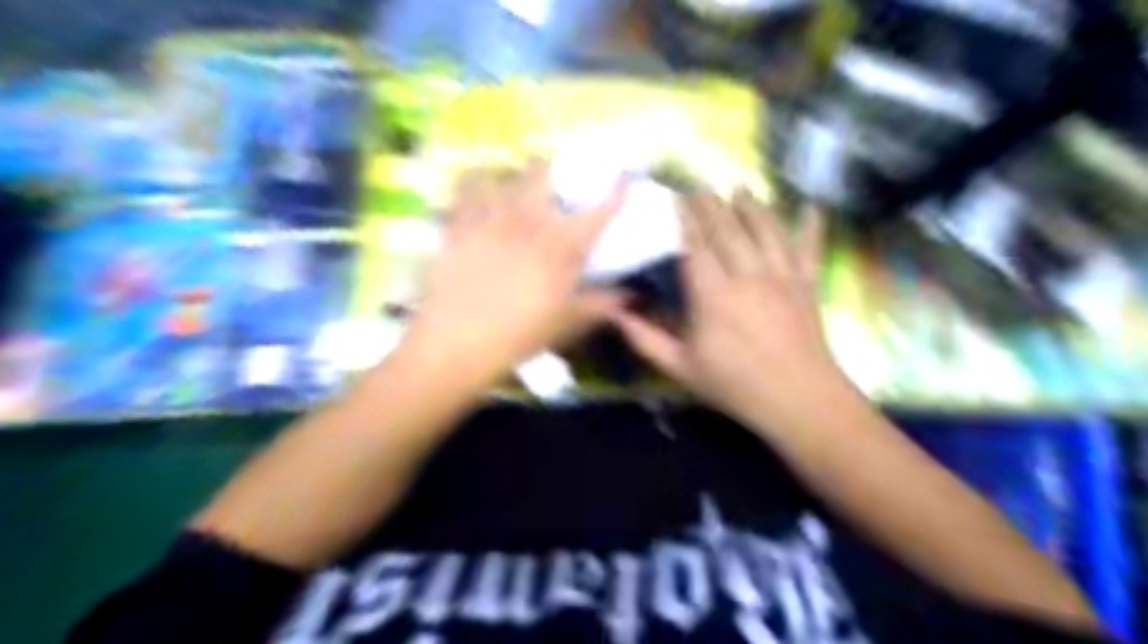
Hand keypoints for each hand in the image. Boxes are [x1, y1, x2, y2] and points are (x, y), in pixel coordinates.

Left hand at [397, 158, 627, 384]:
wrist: (456, 345)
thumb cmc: (517, 338)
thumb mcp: (564, 325)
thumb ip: (598, 304)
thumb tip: (629, 296)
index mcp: (561, 247)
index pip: (598, 212)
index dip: (616, 192)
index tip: (623, 177)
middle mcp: (529, 222)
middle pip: (542, 173)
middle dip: (550, 169)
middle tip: (551, 179)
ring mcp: (490, 219)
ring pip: (502, 174)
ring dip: (510, 175)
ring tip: (512, 184)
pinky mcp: (458, 226)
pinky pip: (463, 189)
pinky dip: (470, 183)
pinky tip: (473, 188)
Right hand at [615, 192, 846, 426]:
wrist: (798, 401)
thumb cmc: (735, 386)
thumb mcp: (681, 369)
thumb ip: (646, 340)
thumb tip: (616, 314)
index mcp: (713, 296)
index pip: (696, 246)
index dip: (686, 220)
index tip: (677, 199)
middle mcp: (748, 276)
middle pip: (728, 230)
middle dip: (712, 205)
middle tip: (701, 187)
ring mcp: (782, 277)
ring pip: (766, 230)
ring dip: (752, 205)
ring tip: (741, 187)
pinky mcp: (808, 284)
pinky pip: (810, 248)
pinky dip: (811, 226)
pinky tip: (811, 207)